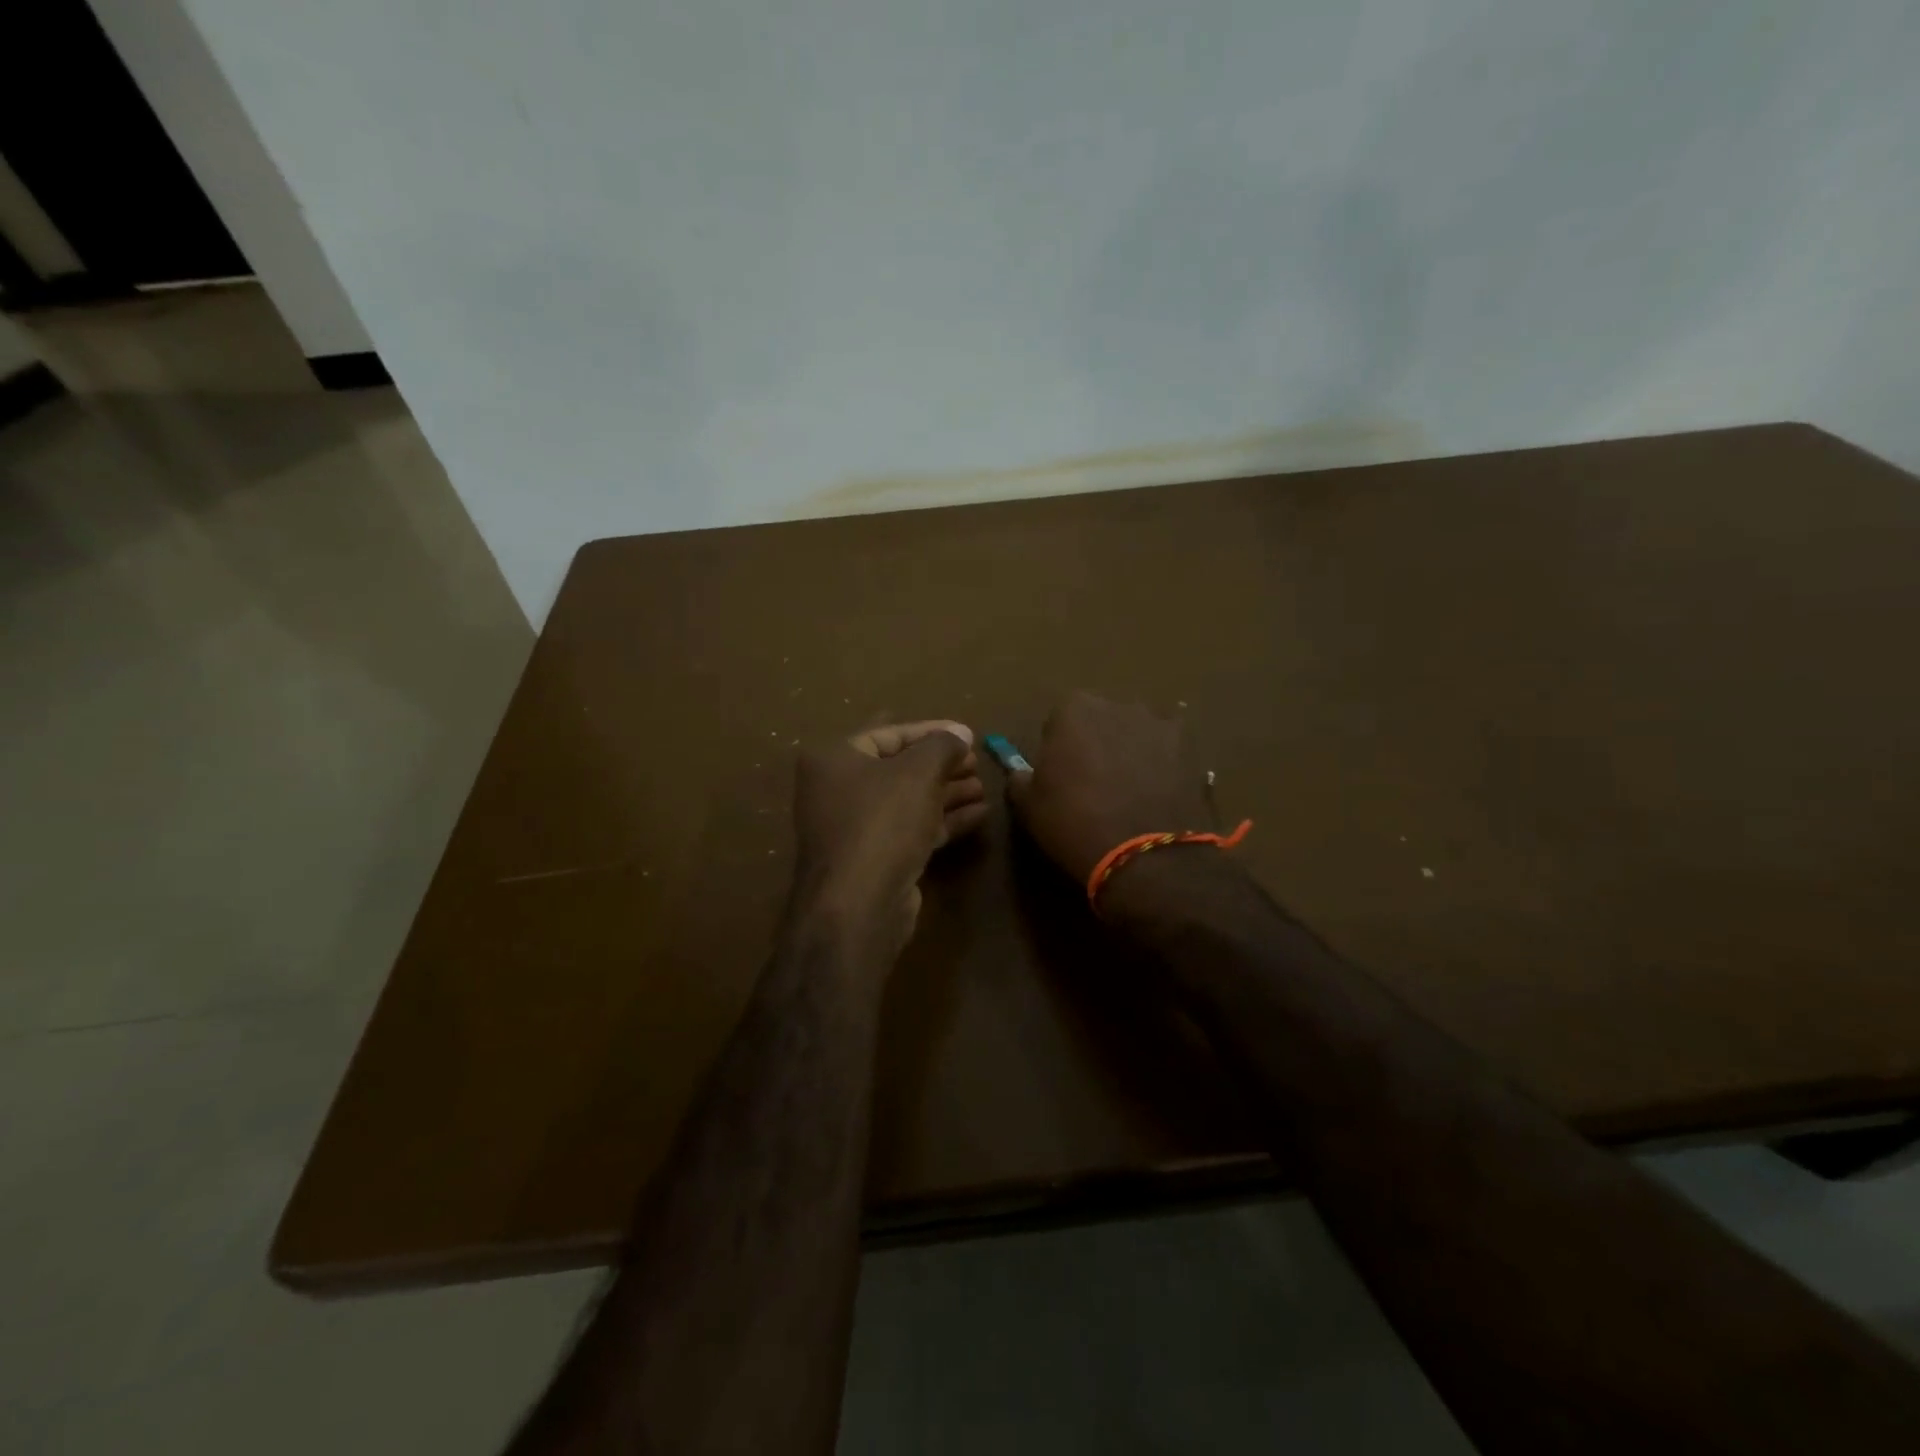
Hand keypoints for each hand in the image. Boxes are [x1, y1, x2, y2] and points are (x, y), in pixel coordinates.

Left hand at [793, 720, 986, 957]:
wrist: (859, 904)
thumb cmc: (883, 821)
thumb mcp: (919, 772)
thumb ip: (943, 746)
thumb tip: (962, 733)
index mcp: (835, 759)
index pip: (888, 734)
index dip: (931, 731)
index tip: (968, 735)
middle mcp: (838, 790)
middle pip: (899, 769)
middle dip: (942, 765)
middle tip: (978, 763)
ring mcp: (855, 828)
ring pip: (908, 801)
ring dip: (947, 793)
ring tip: (985, 787)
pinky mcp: (875, 859)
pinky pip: (912, 829)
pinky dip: (943, 820)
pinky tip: (979, 814)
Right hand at [1006, 693, 1211, 884]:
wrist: (1144, 855)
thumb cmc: (1074, 824)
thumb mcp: (1029, 806)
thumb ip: (1020, 778)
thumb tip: (1022, 772)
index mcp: (1072, 709)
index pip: (1058, 722)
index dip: (1058, 750)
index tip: (1060, 777)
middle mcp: (1117, 704)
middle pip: (1101, 720)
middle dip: (1097, 743)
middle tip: (1095, 784)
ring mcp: (1159, 723)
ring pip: (1136, 731)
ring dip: (1132, 749)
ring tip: (1132, 790)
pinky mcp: (1191, 747)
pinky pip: (1170, 749)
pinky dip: (1165, 762)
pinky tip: (1161, 791)